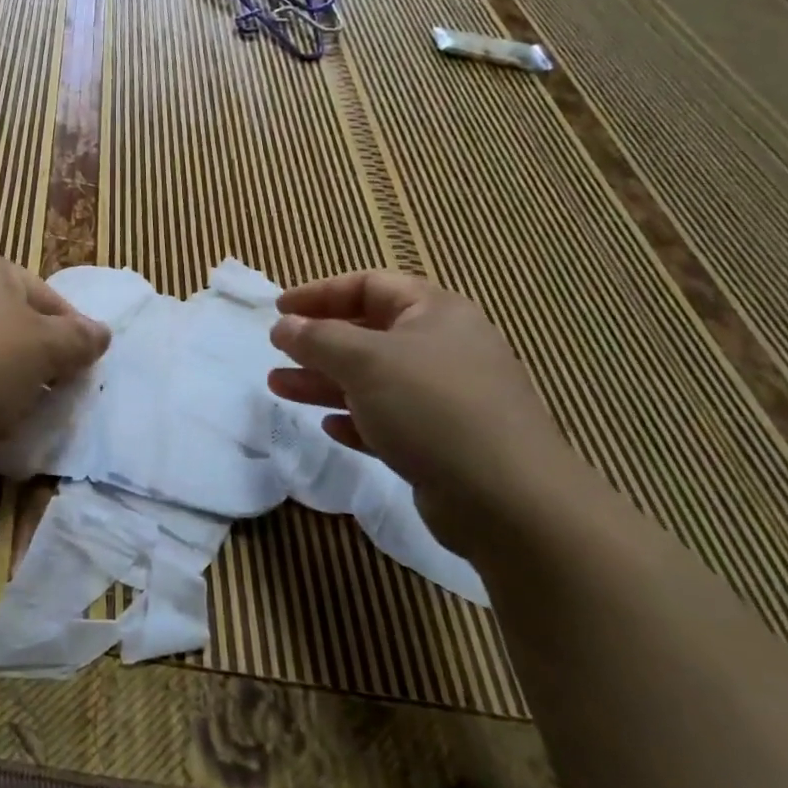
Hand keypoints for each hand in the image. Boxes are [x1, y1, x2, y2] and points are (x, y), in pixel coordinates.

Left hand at [0, 252, 110, 446]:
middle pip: (10, 323)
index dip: (72, 337)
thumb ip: (78, 340)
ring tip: (9, 416)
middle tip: (48, 398)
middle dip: (33, 361)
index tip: (82, 376)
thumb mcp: (42, 350)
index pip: (47, 299)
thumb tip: (102, 332)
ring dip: (0, 380)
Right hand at [266, 270, 587, 556]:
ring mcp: (447, 398)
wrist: (510, 502)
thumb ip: (318, 339)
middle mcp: (444, 348)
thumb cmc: (432, 409)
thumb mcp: (365, 362)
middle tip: (277, 352)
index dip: (320, 294)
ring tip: (279, 387)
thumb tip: (284, 325)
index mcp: (435, 313)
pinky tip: (330, 428)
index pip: (369, 285)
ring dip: (325, 381)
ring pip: (374, 379)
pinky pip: (389, 420)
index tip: (279, 311)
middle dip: (318, 343)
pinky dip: (357, 419)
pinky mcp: (444, 442)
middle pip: (369, 333)